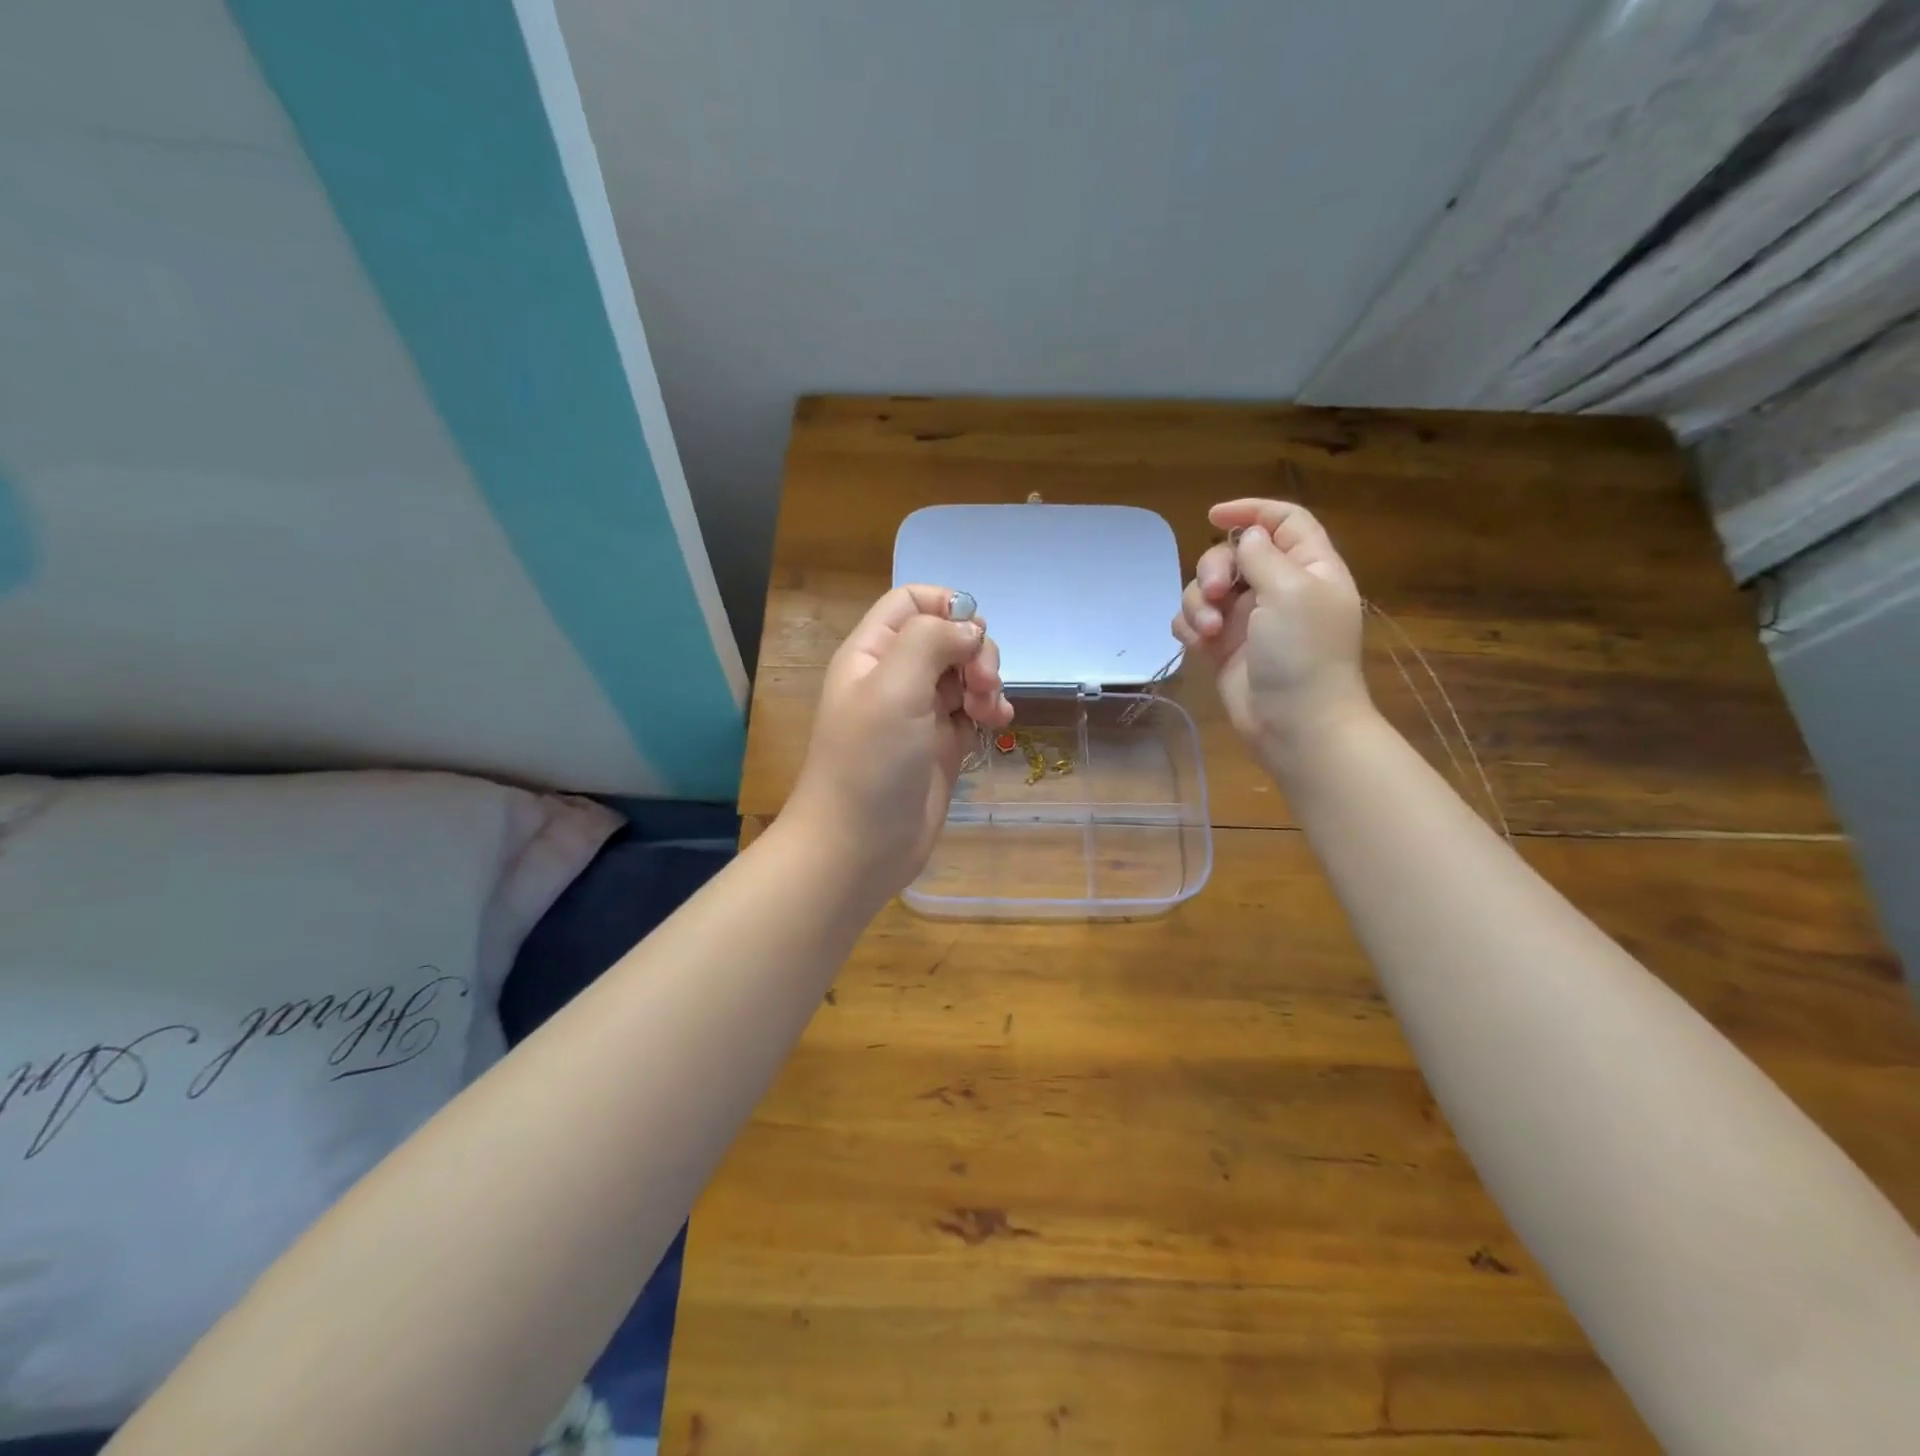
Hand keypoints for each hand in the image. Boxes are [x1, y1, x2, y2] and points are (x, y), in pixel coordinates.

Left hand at [787, 584, 1013, 896]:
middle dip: (975, 652)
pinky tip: (999, 724)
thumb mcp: (894, 688)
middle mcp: (895, 676)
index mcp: (872, 653)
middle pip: (947, 636)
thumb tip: (970, 629)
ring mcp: (920, 712)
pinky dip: (990, 710)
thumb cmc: (870, 763)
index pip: (911, 602)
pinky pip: (973, 711)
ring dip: (988, 682)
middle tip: (983, 685)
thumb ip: (931, 641)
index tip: (973, 632)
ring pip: (965, 673)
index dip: (947, 605)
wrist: (859, 847)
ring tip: (991, 713)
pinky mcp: (941, 745)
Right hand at [1173, 498, 1368, 764]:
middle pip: (1234, 554)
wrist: (1294, 724)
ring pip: (1208, 588)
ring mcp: (1248, 619)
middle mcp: (1278, 588)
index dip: (1251, 511)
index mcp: (1309, 568)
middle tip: (1217, 594)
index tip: (1214, 515)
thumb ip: (1263, 556)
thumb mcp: (1290, 592)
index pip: (1283, 521)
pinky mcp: (1223, 647)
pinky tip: (1196, 644)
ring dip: (1199, 603)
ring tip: (1208, 632)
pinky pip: (1194, 621)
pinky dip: (1190, 627)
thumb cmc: (1302, 654)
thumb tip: (1245, 536)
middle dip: (1215, 568)